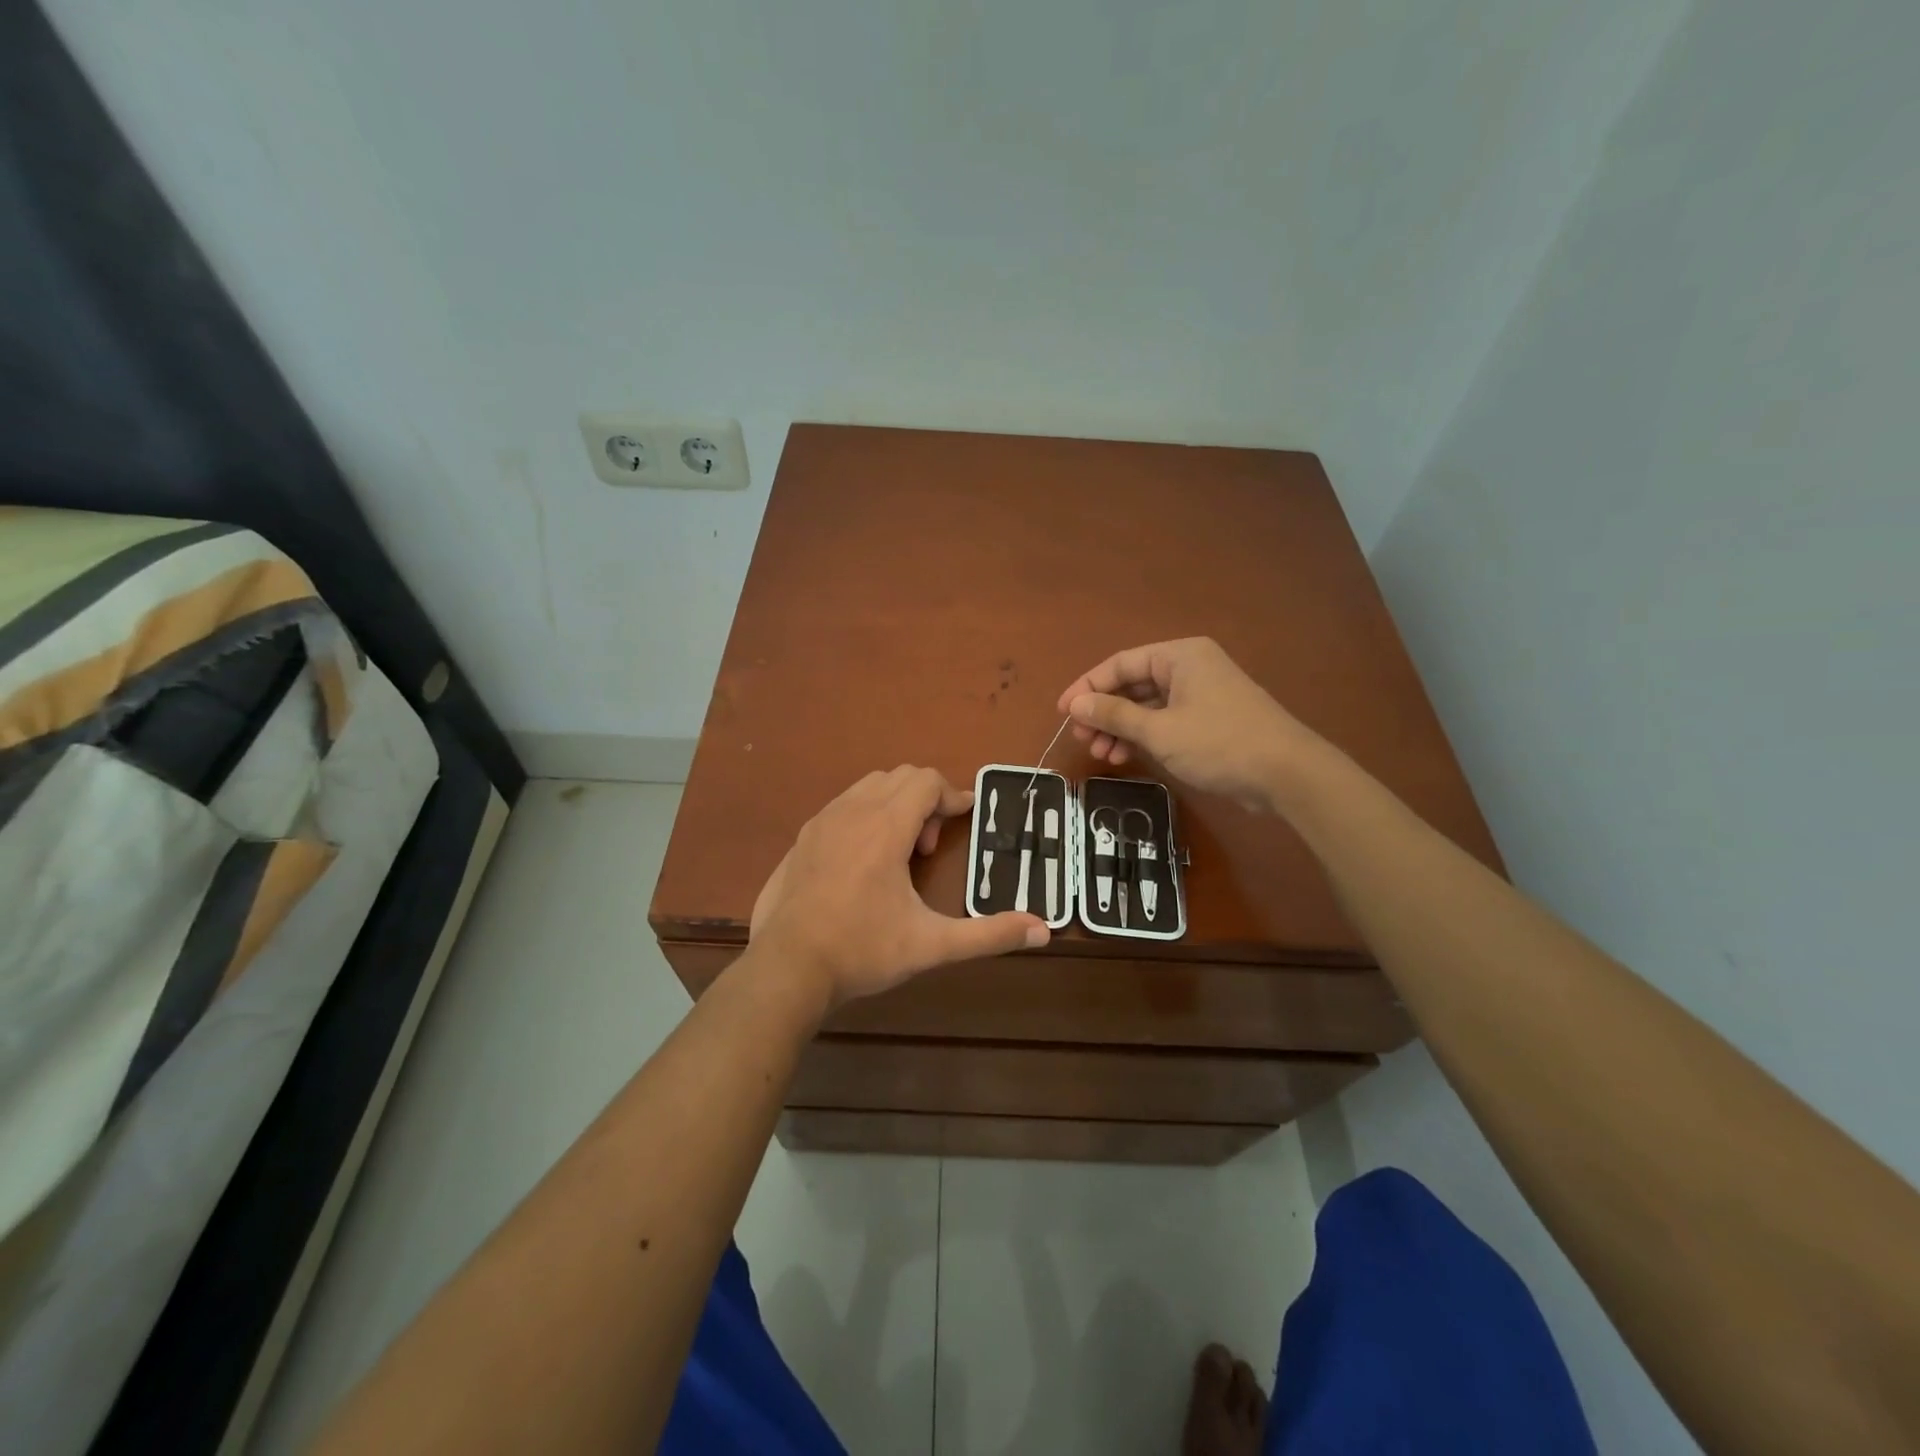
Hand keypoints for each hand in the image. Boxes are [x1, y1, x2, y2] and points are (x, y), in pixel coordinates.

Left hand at [750, 766, 1049, 1007]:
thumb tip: (1044, 931)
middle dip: (925, 800)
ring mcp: (821, 821)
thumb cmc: (863, 950)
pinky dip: (864, 815)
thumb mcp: (932, 945)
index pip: (926, 780)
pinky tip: (863, 863)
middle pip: (900, 776)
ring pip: (868, 786)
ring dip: (894, 805)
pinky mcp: (801, 838)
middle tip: (928, 848)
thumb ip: (989, 934)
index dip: (952, 796)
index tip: (965, 819)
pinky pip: (842, 805)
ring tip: (897, 855)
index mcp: (885, 826)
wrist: (787, 968)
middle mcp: (852, 811)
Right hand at [1057, 638, 1322, 811]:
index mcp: (1179, 656)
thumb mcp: (1159, 730)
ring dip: (1121, 728)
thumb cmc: (1218, 743)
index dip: (1087, 687)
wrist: (1287, 774)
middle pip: (1133, 684)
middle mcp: (1189, 667)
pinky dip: (1143, 736)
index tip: (1064, 713)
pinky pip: (1165, 720)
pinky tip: (1125, 756)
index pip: (1120, 663)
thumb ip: (1114, 714)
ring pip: (1147, 705)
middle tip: (1083, 739)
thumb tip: (1076, 703)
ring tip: (1101, 754)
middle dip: (1104, 712)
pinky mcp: (1209, 720)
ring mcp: (1201, 694)